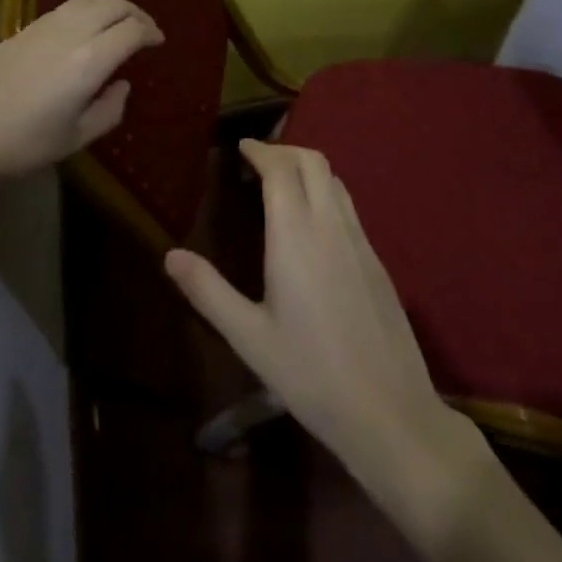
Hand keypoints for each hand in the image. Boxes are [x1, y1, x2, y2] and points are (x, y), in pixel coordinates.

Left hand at [0, 0, 162, 191]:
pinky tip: (85, 30)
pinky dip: (87, 9)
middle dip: (135, 12)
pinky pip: (66, 7)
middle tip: (144, 30)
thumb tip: (122, 84)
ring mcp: (44, 26)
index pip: (131, 30)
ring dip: (111, 6)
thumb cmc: (26, 145)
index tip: (158, 42)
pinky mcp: (24, 29)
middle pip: (113, 4)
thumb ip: (110, 109)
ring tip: (118, 24)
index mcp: (90, 60)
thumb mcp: (78, 137)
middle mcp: (71, 33)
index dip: (150, 32)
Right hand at [165, 141, 471, 476]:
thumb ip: (207, 291)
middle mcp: (331, 226)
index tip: (240, 147)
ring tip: (281, 185)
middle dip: (284, 150)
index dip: (260, 151)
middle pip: (313, 161)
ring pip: (335, 180)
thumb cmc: (310, 374)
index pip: (280, 168)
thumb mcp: (248, 337)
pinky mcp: (377, 262)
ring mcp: (360, 241)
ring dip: (307, 168)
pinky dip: (325, 193)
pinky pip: (349, 206)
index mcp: (296, 235)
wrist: (390, 413)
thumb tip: (170, 255)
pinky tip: (311, 226)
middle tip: (257, 162)